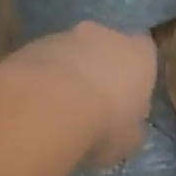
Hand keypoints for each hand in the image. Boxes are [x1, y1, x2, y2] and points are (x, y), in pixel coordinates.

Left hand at [4, 22, 157, 168]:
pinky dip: (42, 79)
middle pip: (106, 47)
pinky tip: (36, 106)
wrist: (47, 108)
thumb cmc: (105, 124)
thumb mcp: (129, 140)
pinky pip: (43, 62)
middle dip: (100, 69)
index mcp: (139, 55)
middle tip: (93, 103)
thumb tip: (127, 128)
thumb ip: (131, 127)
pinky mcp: (31, 45)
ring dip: (68, 74)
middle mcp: (105, 35)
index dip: (136, 72)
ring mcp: (65, 36)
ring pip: (71, 53)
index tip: (128, 95)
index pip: (145, 51)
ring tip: (59, 110)